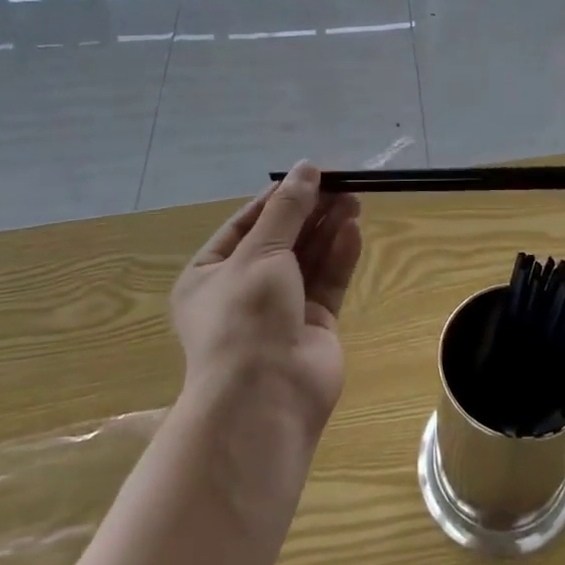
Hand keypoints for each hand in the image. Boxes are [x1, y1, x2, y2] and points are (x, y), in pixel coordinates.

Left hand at [172, 162, 362, 431]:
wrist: (265, 398)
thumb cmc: (245, 316)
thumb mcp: (260, 252)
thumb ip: (288, 208)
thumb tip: (306, 167)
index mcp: (210, 274)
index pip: (247, 223)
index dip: (279, 197)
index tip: (310, 174)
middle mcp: (242, 290)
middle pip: (282, 239)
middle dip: (310, 212)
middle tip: (341, 185)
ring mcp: (280, 309)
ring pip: (308, 259)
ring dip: (328, 229)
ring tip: (354, 200)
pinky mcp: (313, 325)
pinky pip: (327, 282)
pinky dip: (339, 256)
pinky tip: (354, 231)